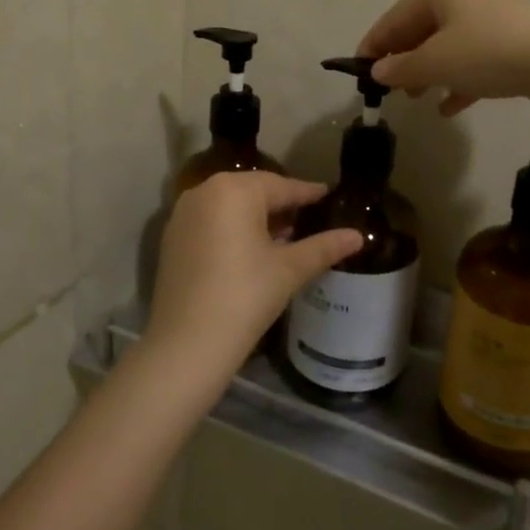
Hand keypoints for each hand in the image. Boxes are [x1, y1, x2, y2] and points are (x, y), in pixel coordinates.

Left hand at [145, 172, 363, 388]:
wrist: (187, 343)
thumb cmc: (245, 296)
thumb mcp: (289, 269)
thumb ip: (324, 247)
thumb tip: (358, 236)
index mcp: (234, 190)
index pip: (281, 186)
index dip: (308, 193)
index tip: (328, 195)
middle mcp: (204, 192)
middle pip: (253, 192)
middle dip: (282, 204)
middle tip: (309, 217)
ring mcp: (183, 214)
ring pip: (230, 206)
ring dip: (257, 217)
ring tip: (286, 235)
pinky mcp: (172, 238)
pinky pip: (211, 222)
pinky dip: (233, 229)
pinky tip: (252, 250)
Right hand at [358, 0, 529, 115]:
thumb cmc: (487, 52)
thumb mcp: (435, 63)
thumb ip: (401, 68)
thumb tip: (378, 72)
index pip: (395, 16)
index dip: (375, 44)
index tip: (358, 70)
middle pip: (422, 29)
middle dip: (404, 60)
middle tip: (389, 89)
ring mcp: (492, 17)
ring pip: (448, 46)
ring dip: (429, 72)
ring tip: (416, 99)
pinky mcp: (512, 41)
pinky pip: (474, 60)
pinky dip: (458, 80)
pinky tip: (449, 108)